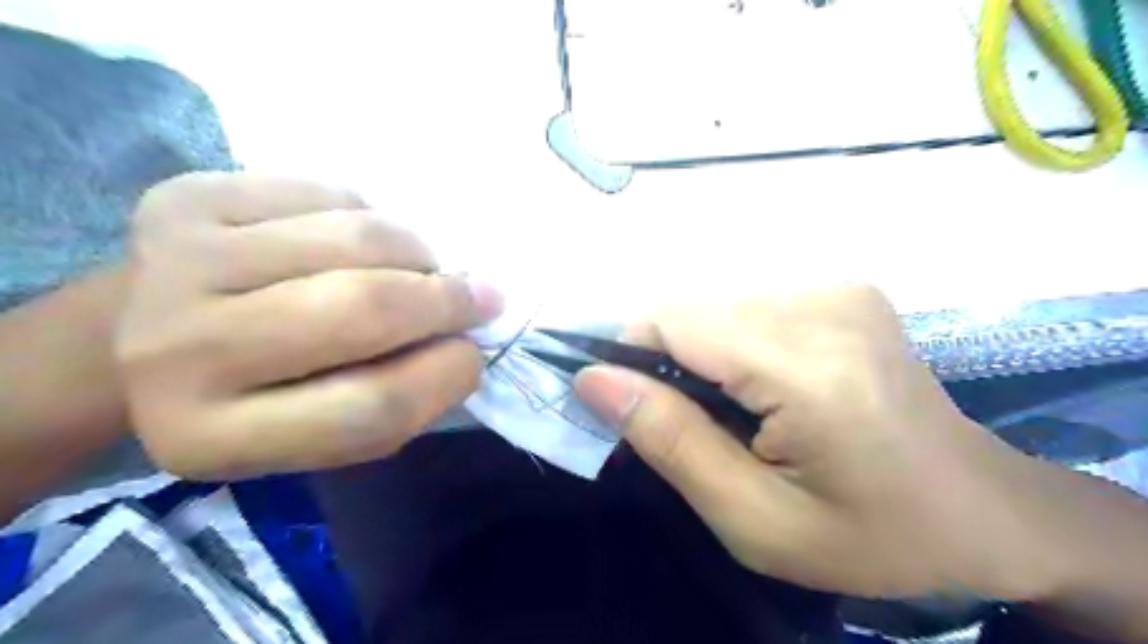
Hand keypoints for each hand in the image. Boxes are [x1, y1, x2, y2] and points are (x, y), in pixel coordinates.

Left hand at [112, 174, 502, 480]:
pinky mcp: (184, 198)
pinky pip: (327, 193)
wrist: (132, 343)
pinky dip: (369, 216)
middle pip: (364, 308)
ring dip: (417, 253)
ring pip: (356, 237)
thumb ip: (396, 399)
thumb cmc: (251, 399)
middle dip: (446, 299)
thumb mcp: (319, 434)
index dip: (446, 377)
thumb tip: (464, 334)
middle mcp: (181, 351)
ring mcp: (176, 261)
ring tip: (421, 269)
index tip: (473, 356)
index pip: (371, 407)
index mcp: (217, 437)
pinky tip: (356, 242)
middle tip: (480, 297)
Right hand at [579, 283, 1060, 598]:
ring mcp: (838, 289)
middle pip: (691, 309)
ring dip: (701, 355)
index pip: (673, 321)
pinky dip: (732, 343)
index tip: (635, 410)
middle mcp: (823, 304)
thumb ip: (670, 443)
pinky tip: (764, 387)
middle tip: (695, 426)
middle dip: (666, 362)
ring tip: (735, 412)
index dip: (631, 356)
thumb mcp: (755, 521)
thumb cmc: (871, 535)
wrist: (982, 509)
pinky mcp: (842, 290)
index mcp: (808, 367)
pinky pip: (747, 305)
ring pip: (714, 305)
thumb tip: (593, 379)